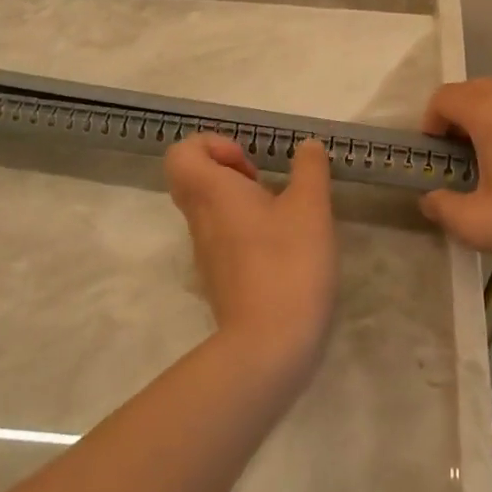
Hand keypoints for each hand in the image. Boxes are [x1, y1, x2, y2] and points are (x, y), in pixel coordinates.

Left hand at [163, 135, 337, 370]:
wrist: (268, 346)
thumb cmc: (288, 263)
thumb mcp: (311, 206)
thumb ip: (309, 169)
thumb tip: (307, 146)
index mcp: (211, 192)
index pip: (181, 152)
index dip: (212, 144)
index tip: (249, 162)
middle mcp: (199, 219)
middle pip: (192, 178)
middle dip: (227, 169)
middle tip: (262, 182)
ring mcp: (205, 252)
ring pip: (208, 209)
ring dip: (240, 200)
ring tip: (281, 214)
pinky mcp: (218, 279)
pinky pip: (221, 238)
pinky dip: (244, 230)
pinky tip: (282, 247)